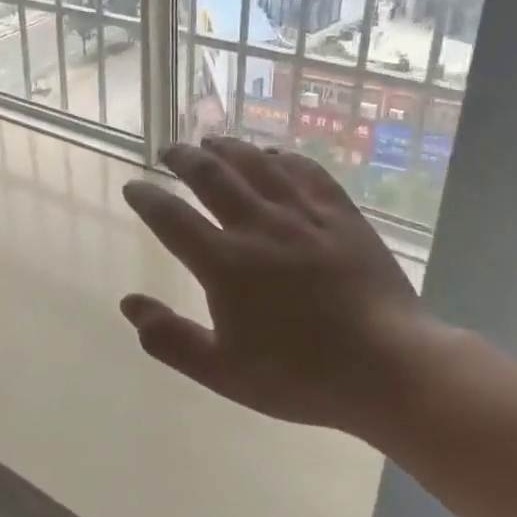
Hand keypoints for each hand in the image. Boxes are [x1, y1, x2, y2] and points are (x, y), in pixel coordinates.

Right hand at [119, 138, 425, 433]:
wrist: (389, 367)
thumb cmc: (300, 375)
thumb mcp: (223, 371)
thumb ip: (170, 339)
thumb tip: (128, 303)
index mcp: (225, 263)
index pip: (171, 218)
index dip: (146, 198)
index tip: (133, 188)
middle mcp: (259, 227)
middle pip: (211, 175)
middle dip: (183, 158)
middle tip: (169, 150)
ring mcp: (303, 216)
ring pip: (257, 164)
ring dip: (228, 148)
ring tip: (211, 141)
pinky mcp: (341, 214)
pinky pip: (306, 171)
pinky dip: (282, 157)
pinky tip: (274, 155)